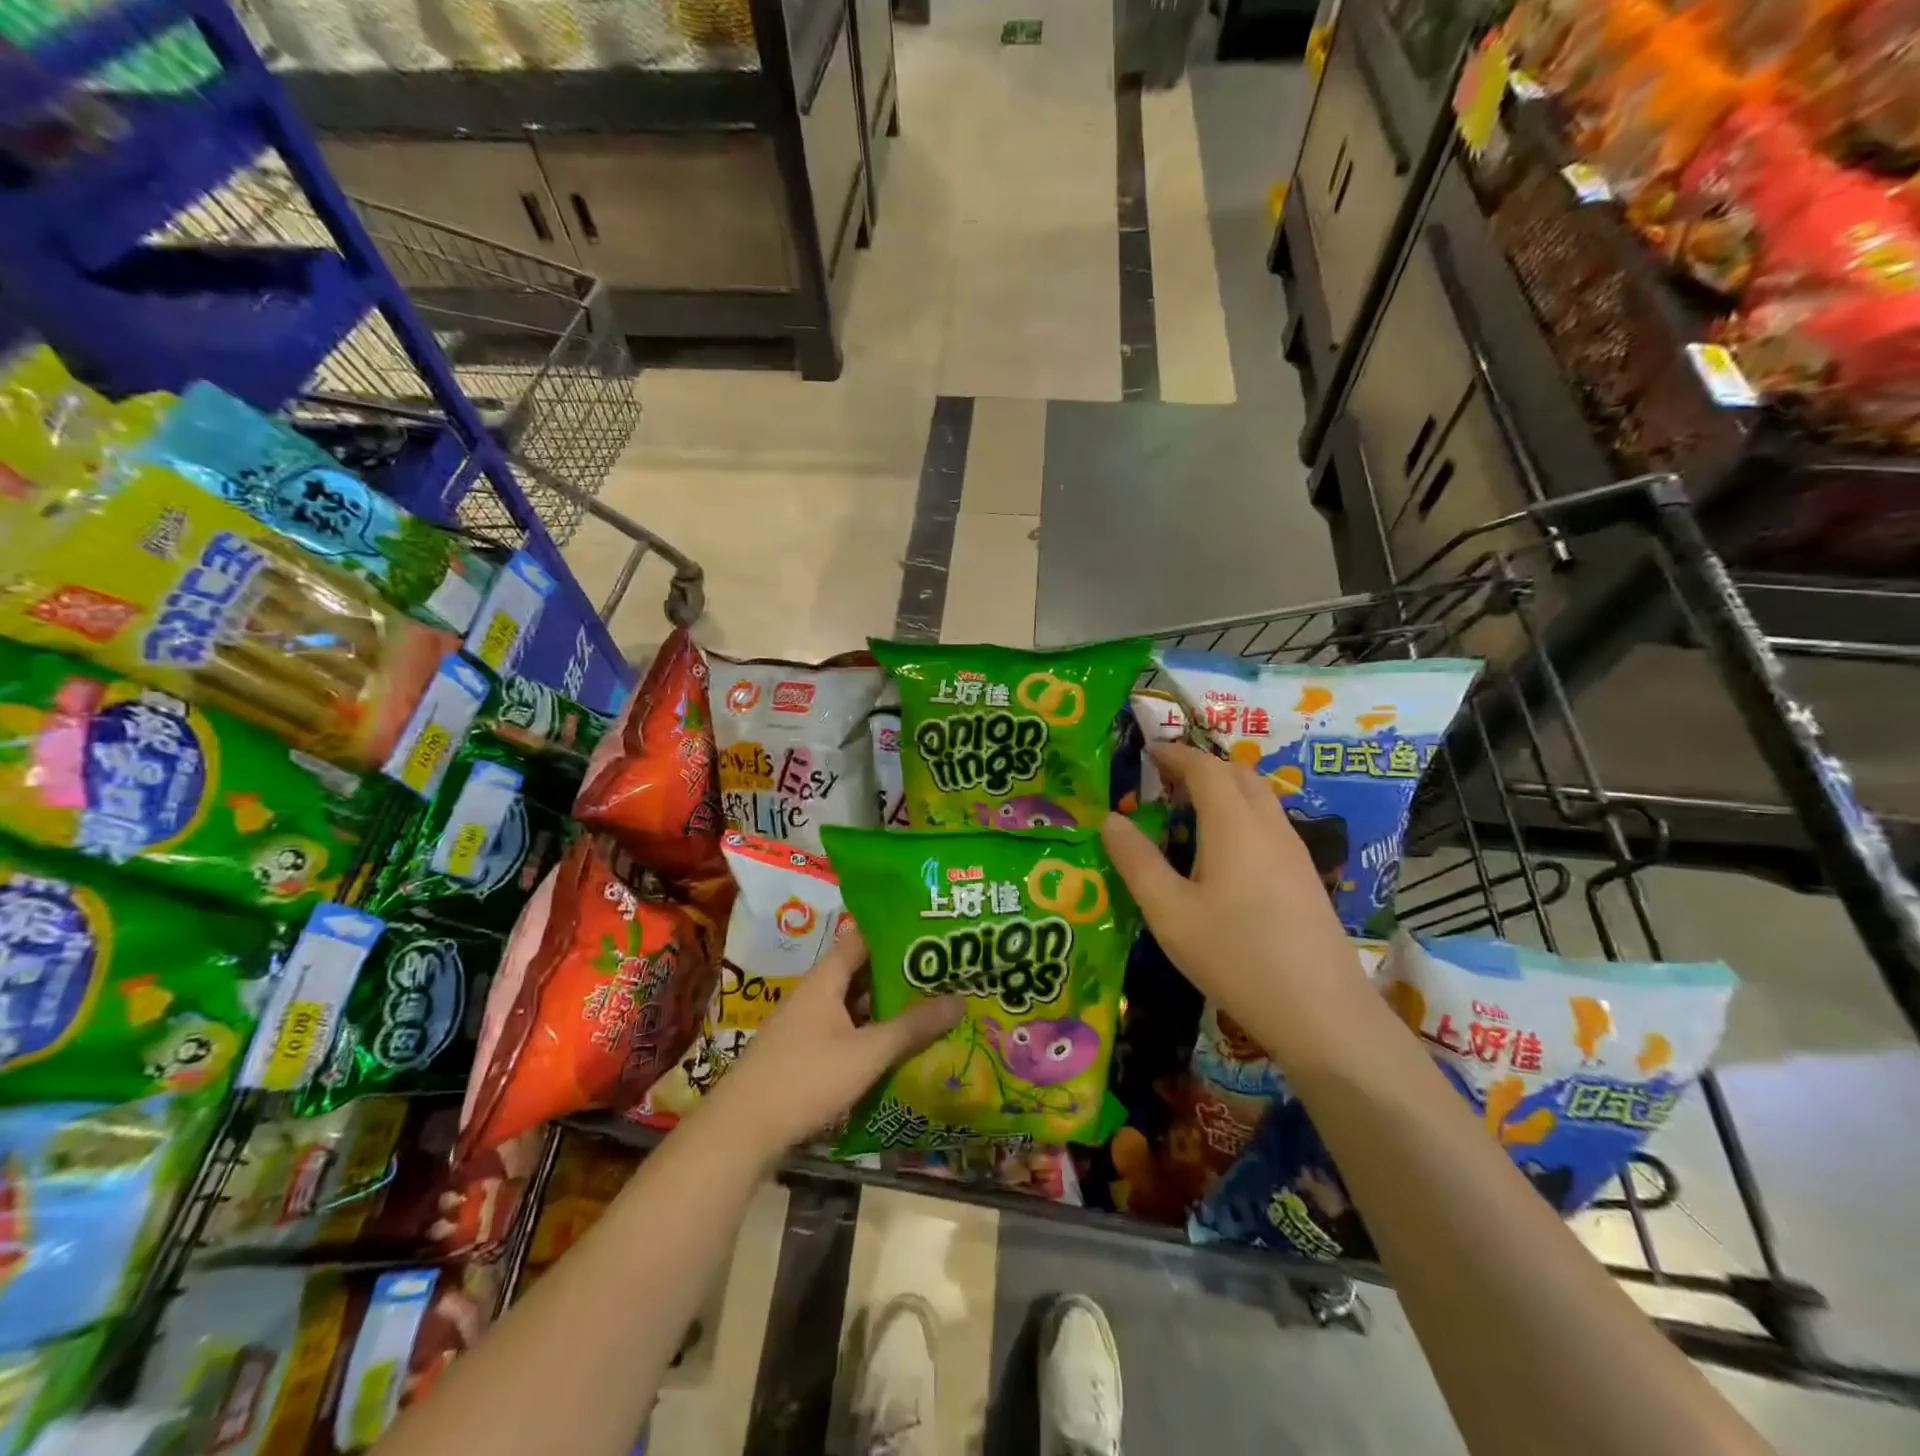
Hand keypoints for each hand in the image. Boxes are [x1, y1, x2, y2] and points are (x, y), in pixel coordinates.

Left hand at [702, 925, 961, 1157]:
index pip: (862, 939)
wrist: (740, 1134)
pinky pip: (845, 1033)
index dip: (894, 931)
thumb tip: (960, 998)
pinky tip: (898, 1047)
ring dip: (886, 1006)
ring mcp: (806, 1027)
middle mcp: (814, 995)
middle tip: (943, 972)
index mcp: (824, 980)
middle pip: (860, 973)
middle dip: (899, 972)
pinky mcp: (804, 1056)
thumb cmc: (804, 1080)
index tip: (931, 931)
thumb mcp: (866, 1054)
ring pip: (854, 1006)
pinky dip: (871, 1034)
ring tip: (930, 1005)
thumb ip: (912, 1027)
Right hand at [1100, 744, 1382, 1072]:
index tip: (1148, 752)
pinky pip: (1269, 823)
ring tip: (1190, 812)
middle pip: (1237, 774)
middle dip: (1200, 766)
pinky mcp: (1305, 877)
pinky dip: (1241, 814)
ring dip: (1224, 789)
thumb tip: (1111, 820)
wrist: (1322, 1012)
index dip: (1175, 754)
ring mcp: (1294, 851)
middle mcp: (1268, 826)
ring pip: (1259, 798)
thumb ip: (1137, 862)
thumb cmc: (1236, 956)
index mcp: (1233, 824)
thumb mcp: (1169, 913)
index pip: (1204, 768)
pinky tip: (1224, 853)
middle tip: (1165, 781)